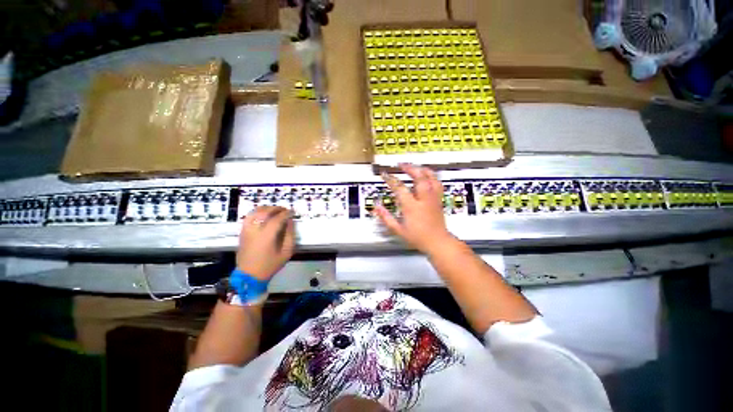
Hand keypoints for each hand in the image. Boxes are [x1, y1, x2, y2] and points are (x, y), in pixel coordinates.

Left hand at [237, 206, 294, 280]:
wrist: (249, 274)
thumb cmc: (269, 266)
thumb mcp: (285, 254)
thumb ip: (289, 237)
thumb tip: (290, 223)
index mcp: (267, 235)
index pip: (278, 218)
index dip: (286, 213)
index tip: (292, 212)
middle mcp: (256, 228)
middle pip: (266, 211)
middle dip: (277, 209)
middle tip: (284, 210)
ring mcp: (247, 228)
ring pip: (257, 211)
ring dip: (267, 208)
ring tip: (274, 211)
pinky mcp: (242, 230)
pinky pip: (250, 216)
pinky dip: (257, 212)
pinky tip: (262, 214)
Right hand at [374, 163, 455, 253]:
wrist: (437, 242)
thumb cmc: (419, 238)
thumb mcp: (398, 231)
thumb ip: (386, 218)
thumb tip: (377, 207)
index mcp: (412, 207)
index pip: (400, 188)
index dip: (391, 180)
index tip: (384, 175)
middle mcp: (424, 200)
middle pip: (419, 177)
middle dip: (409, 168)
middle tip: (401, 165)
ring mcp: (433, 198)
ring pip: (431, 178)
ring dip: (422, 169)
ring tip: (415, 166)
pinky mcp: (439, 199)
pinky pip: (437, 183)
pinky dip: (431, 176)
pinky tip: (427, 175)